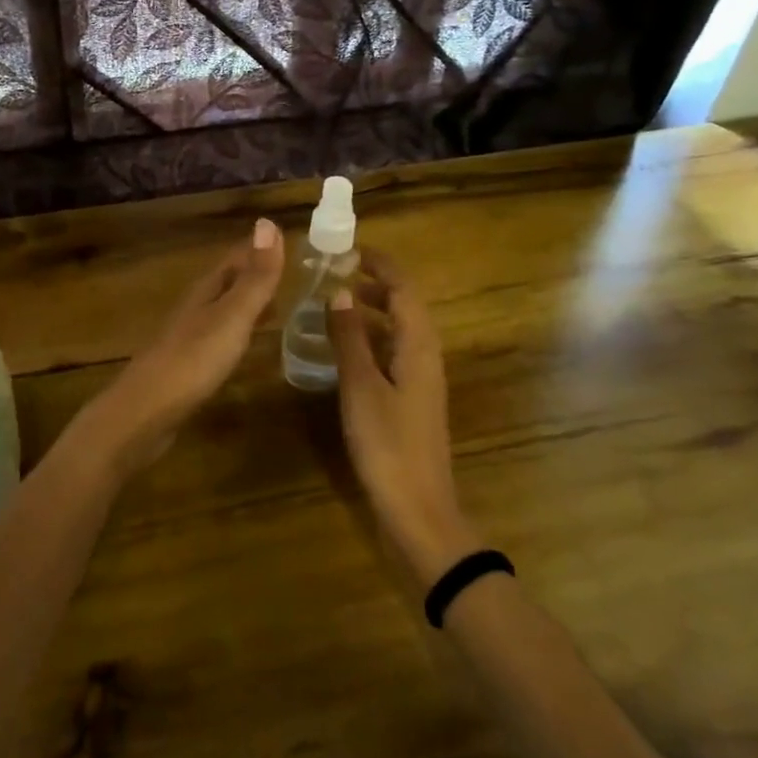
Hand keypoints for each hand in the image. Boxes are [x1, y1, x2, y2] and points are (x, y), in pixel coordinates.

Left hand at [79, 218, 284, 474]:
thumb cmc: (194, 360)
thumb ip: (254, 277)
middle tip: (289, 272)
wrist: (145, 412)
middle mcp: (195, 307)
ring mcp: (188, 337)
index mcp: (206, 291)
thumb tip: (267, 222)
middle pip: (228, 282)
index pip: (236, 259)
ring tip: (276, 307)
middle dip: (255, 275)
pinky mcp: (187, 366)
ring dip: (247, 304)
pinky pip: (218, 337)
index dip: (260, 249)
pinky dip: (238, 332)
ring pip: (223, 310)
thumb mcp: (232, 316)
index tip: (287, 238)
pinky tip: (244, 345)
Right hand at [325, 251, 475, 580]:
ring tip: (333, 303)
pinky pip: (391, 352)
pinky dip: (370, 338)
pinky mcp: (411, 400)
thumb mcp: (361, 387)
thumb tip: (340, 291)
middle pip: (404, 306)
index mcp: (418, 346)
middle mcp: (425, 355)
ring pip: (397, 330)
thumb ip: (349, 338)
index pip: (403, 289)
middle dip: (374, 284)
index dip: (380, 265)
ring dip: (370, 311)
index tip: (349, 249)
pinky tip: (343, 349)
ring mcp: (420, 379)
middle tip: (334, 273)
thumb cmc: (388, 444)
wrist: (418, 509)